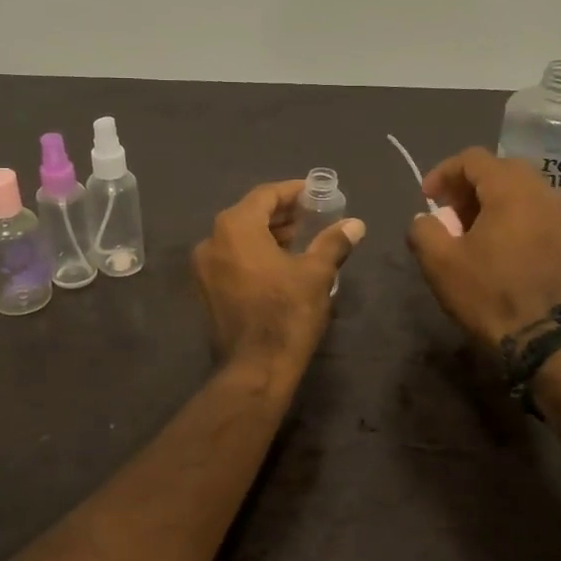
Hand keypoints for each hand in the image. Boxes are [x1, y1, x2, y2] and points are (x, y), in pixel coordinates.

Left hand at [193, 180, 364, 377]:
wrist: (256, 368)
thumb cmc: (287, 313)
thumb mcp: (317, 274)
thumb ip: (333, 242)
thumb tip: (356, 224)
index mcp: (235, 228)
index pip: (265, 195)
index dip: (292, 191)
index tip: (315, 193)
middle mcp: (212, 241)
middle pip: (249, 214)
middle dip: (281, 214)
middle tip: (312, 216)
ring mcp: (205, 268)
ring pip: (239, 238)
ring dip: (268, 234)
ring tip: (301, 240)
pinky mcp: (207, 290)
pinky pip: (232, 259)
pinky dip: (254, 254)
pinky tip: (280, 264)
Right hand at [407, 147, 560, 349]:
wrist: (537, 337)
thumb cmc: (486, 293)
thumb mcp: (438, 261)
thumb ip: (423, 229)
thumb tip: (426, 220)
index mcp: (511, 190)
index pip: (474, 159)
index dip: (444, 173)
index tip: (427, 198)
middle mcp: (542, 192)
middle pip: (501, 168)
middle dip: (469, 184)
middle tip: (449, 211)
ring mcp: (560, 214)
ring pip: (521, 188)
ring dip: (492, 198)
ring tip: (472, 227)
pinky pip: (536, 208)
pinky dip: (513, 213)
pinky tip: (498, 241)